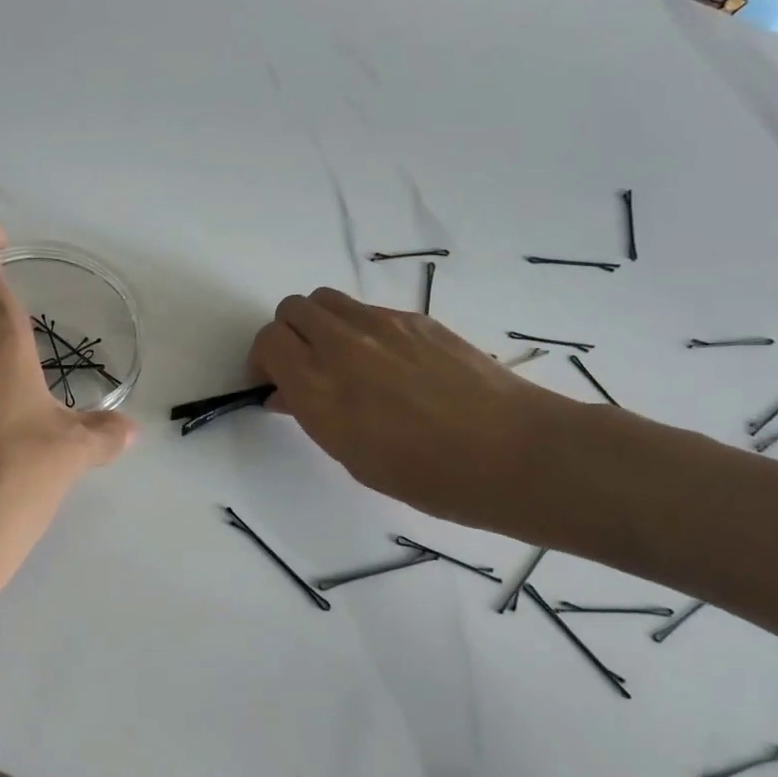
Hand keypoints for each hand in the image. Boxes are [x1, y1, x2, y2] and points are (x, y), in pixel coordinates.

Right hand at [248, 288, 575, 534]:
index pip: (269, 340)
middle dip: (288, 335)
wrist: (514, 453)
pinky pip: (368, 310)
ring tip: (343, 361)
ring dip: (321, 324)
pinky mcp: (416, 318)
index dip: (264, 359)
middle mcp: (342, 345)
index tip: (275, 382)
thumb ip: (313, 414)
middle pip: (292, 309)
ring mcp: (382, 325)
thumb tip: (289, 392)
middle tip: (303, 368)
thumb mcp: (353, 456)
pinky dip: (360, 328)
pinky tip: (389, 364)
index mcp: (319, 388)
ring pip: (327, 300)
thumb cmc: (428, 476)